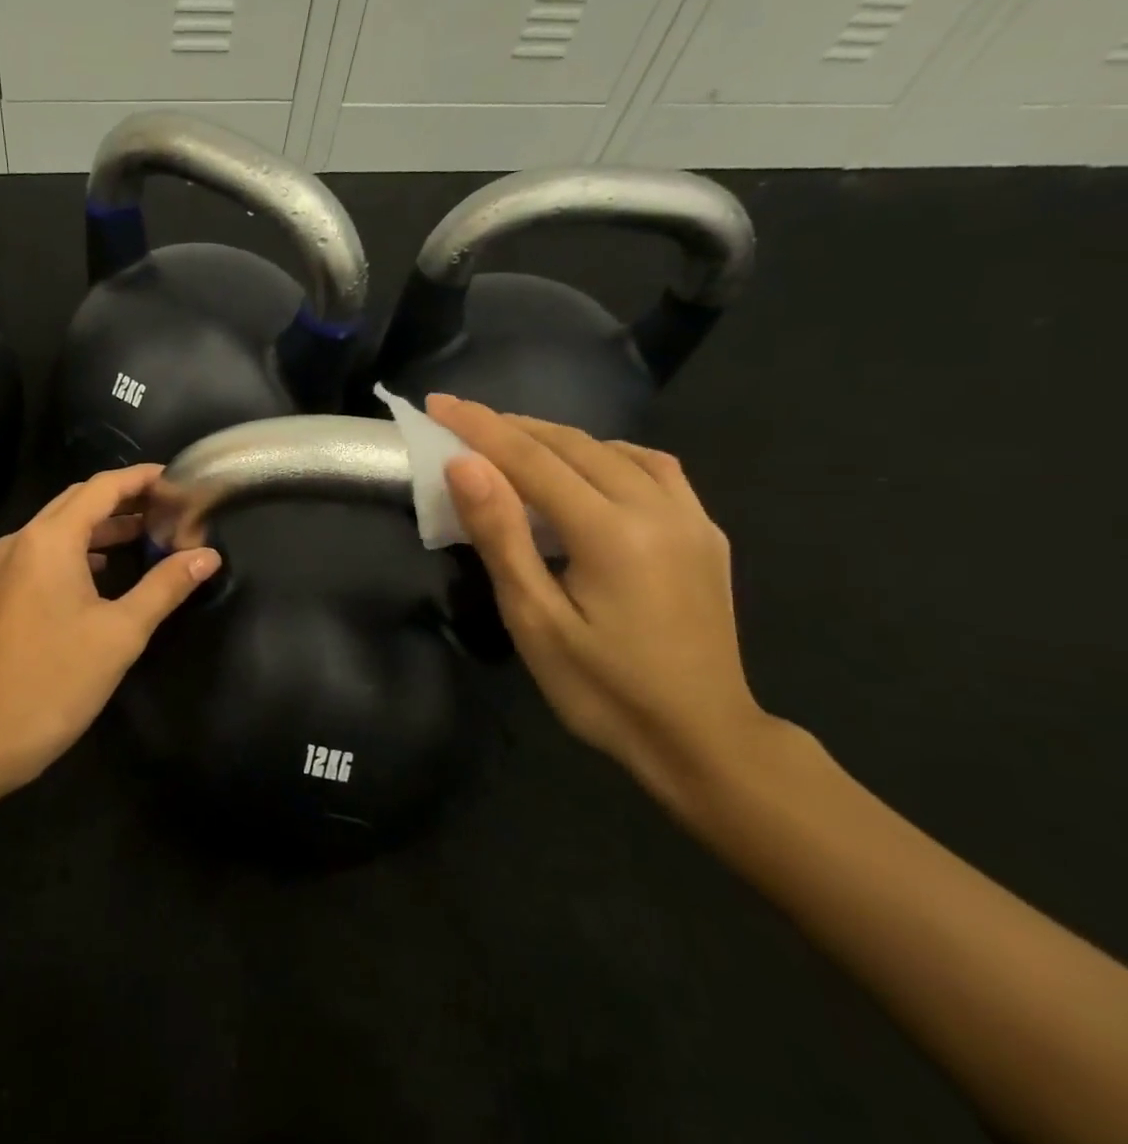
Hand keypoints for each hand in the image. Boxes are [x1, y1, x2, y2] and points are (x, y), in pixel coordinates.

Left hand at [0, 464, 221, 782]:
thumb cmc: (53, 680)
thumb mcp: (120, 633)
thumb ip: (165, 587)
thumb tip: (207, 556)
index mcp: (50, 539)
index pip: (102, 487)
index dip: (141, 478)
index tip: (178, 480)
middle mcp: (23, 541)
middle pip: (78, 501)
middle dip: (124, 499)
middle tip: (169, 508)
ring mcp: (6, 568)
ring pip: (60, 529)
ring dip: (102, 526)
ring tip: (147, 535)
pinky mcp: (1, 594)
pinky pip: (45, 554)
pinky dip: (79, 551)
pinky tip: (104, 571)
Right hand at [426, 395, 768, 802]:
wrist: (703, 740)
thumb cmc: (603, 689)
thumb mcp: (535, 619)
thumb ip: (501, 535)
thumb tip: (465, 464)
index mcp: (611, 532)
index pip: (532, 459)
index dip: (479, 427)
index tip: (438, 404)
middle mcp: (658, 508)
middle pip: (572, 445)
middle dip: (510, 426)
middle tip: (460, 418)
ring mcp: (691, 518)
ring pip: (613, 450)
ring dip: (556, 438)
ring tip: (512, 441)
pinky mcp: (705, 533)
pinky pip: (652, 469)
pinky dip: (606, 453)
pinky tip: (588, 467)